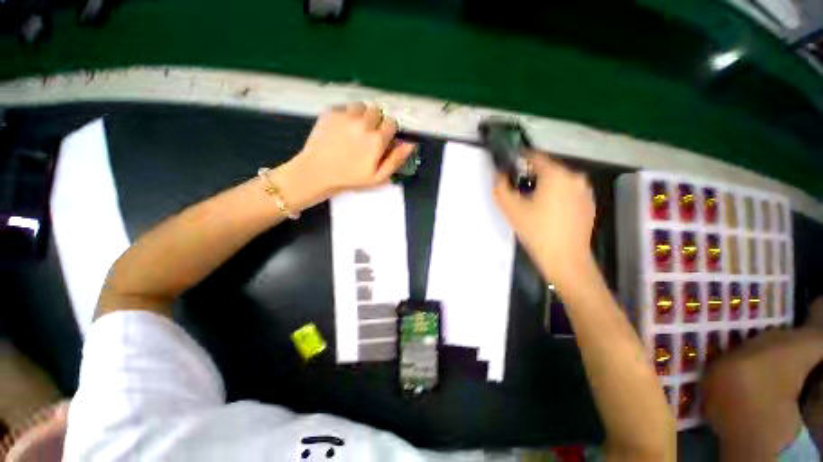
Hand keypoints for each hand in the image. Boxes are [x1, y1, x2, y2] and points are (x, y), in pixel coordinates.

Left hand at [292, 102, 416, 196]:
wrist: (317, 172)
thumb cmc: (351, 178)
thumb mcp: (378, 177)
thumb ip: (396, 159)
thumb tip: (411, 143)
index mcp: (376, 139)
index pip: (392, 123)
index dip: (389, 131)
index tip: (383, 140)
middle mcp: (363, 123)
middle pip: (378, 111)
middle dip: (376, 121)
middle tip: (368, 136)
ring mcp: (345, 115)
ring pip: (362, 106)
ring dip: (362, 115)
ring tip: (355, 130)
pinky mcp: (330, 112)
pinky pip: (345, 106)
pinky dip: (347, 114)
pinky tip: (342, 128)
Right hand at [494, 153, 595, 288]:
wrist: (565, 259)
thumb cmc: (536, 231)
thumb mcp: (511, 208)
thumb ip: (501, 186)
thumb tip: (499, 174)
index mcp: (557, 174)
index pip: (535, 156)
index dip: (520, 158)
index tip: (509, 165)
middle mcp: (575, 177)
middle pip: (548, 169)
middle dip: (531, 175)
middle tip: (518, 189)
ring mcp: (585, 191)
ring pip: (559, 181)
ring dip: (544, 186)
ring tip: (532, 203)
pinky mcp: (589, 204)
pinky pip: (568, 192)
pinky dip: (556, 195)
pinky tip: (548, 212)